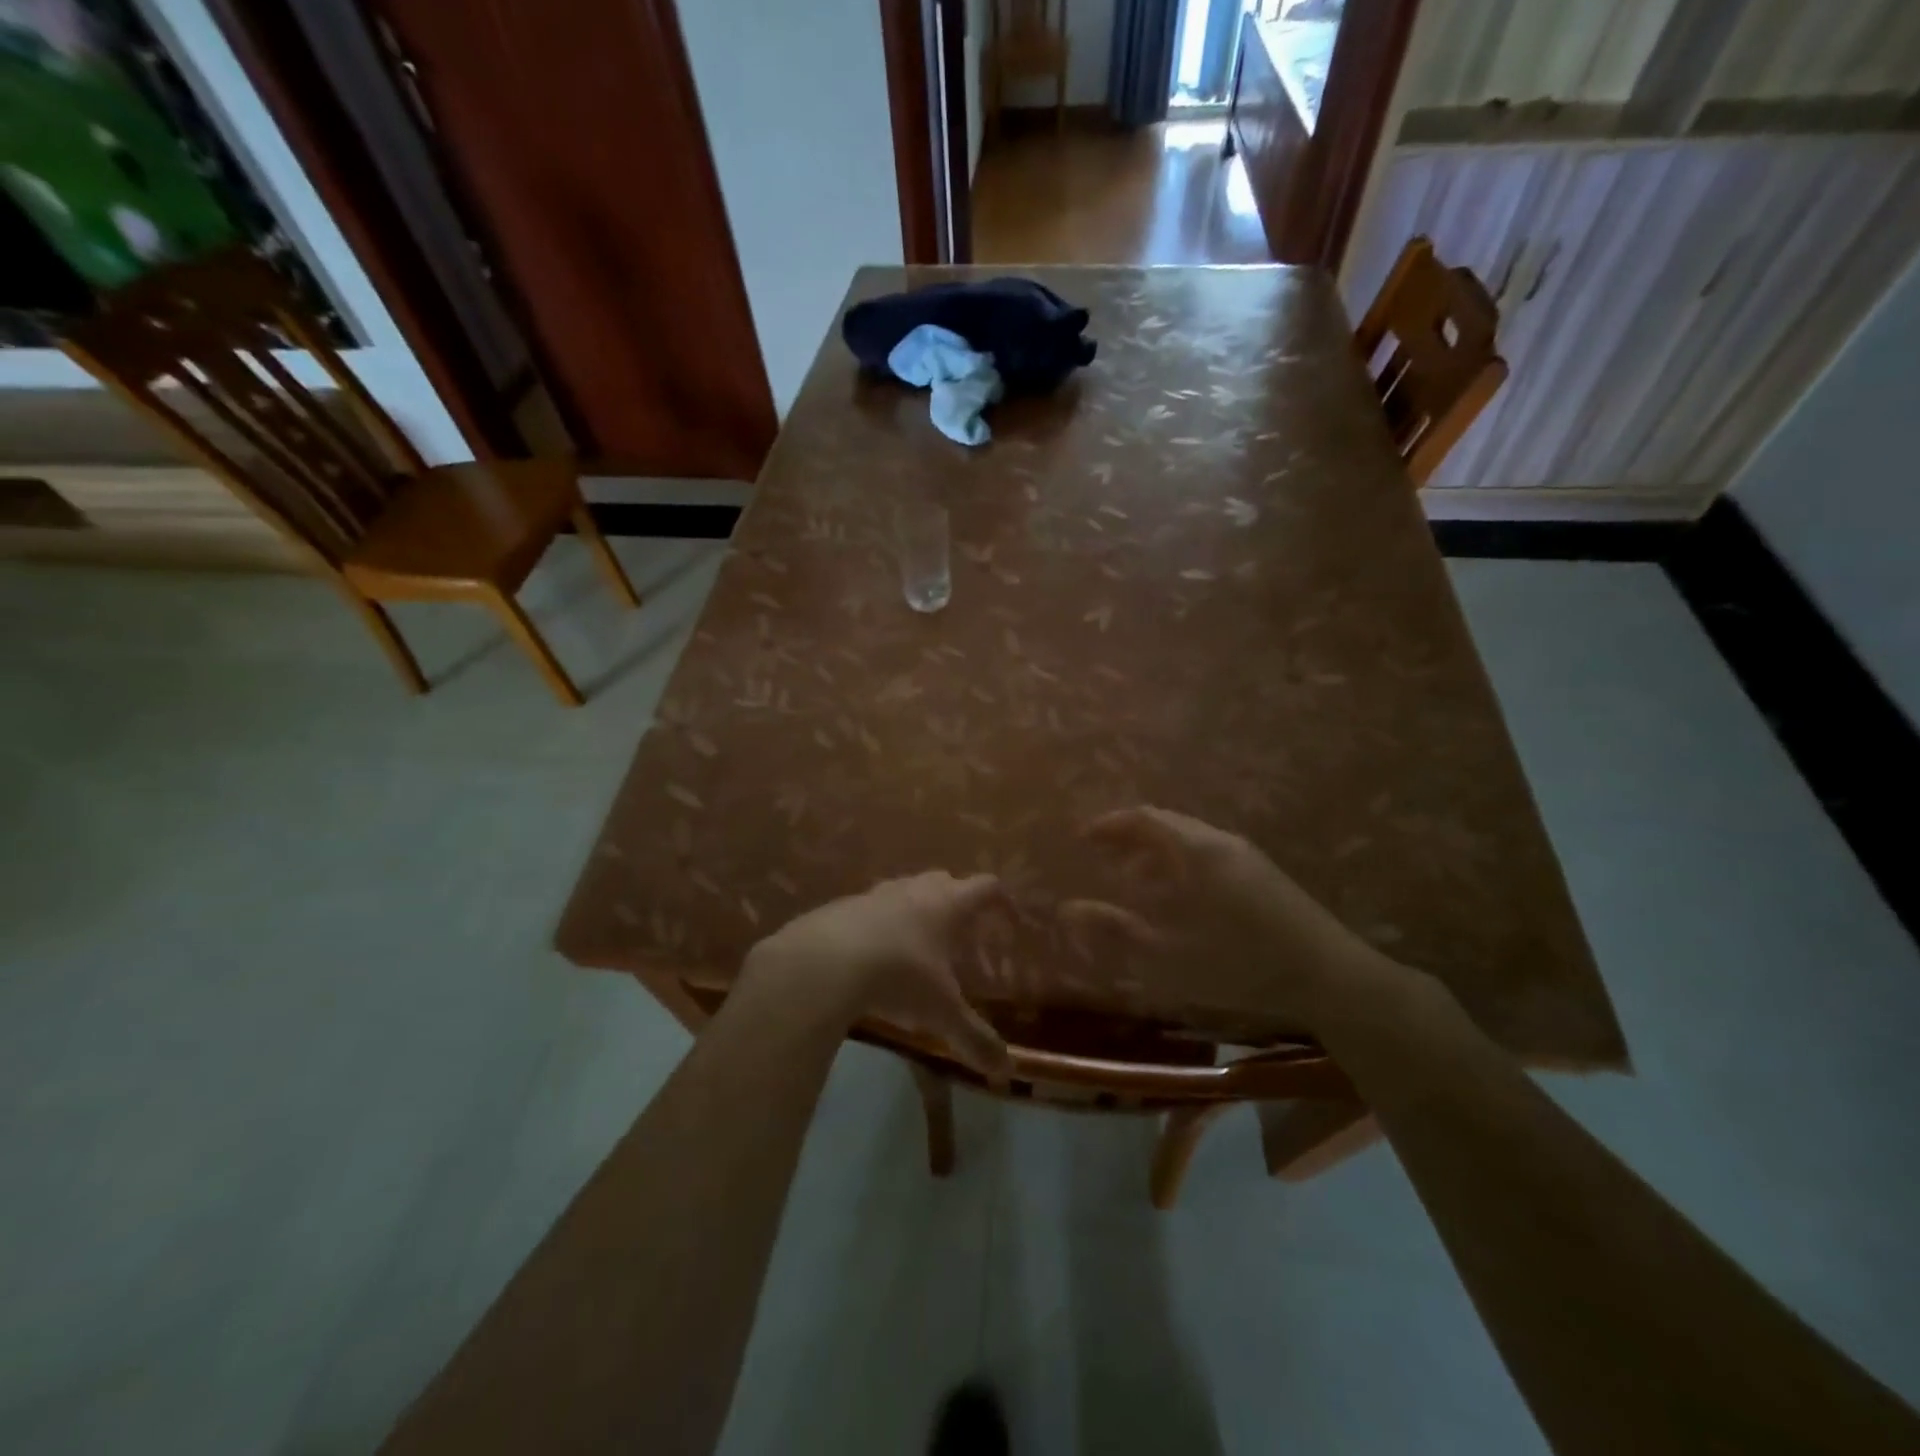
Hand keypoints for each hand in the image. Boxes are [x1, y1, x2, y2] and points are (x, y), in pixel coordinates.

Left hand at [742, 872, 1010, 1072]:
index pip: (985, 887)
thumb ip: (974, 1038)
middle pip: (944, 880)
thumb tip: (1006, 1069)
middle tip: (962, 933)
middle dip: (957, 901)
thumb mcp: (941, 1013)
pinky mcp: (841, 907)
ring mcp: (875, 894)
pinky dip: (879, 924)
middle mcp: (914, 890)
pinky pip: (869, 909)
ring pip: (905, 890)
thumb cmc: (897, 977)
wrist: (822, 963)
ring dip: (916, 909)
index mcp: (947, 904)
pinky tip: (872, 954)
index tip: (1009, 919)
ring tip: (917, 944)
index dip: (1001, 901)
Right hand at [1062, 806, 1410, 1035]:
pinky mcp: (1262, 873)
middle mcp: (1221, 841)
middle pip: (1167, 823)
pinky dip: (1180, 862)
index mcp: (1196, 851)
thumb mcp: (1167, 952)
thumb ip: (1115, 928)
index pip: (1144, 818)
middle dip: (1130, 836)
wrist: (1329, 977)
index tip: (1082, 838)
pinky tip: (1178, 897)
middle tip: (1101, 856)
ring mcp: (1246, 855)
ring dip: (1156, 851)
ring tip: (1133, 880)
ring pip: (1189, 838)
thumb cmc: (1238, 963)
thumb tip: (1066, 909)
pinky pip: (1208, 852)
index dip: (1109, 824)